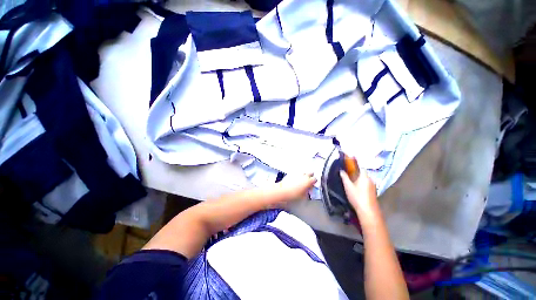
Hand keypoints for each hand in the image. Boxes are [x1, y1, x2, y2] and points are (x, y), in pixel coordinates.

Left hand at [271, 173, 316, 206]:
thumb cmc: (293, 195)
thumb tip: (308, 192)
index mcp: (308, 181)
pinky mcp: (291, 173)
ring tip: (301, 181)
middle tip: (308, 182)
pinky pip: (296, 173)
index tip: (313, 185)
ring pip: (303, 172)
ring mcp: (297, 173)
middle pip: (310, 173)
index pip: (315, 179)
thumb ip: (308, 192)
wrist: (282, 192)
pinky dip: (297, 176)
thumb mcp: (304, 197)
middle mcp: (303, 176)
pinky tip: (295, 180)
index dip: (314, 182)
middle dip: (310, 176)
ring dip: (303, 176)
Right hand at [339, 169, 379, 221]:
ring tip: (351, 183)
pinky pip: (366, 185)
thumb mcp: (348, 186)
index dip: (355, 166)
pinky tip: (357, 189)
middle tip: (348, 176)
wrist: (368, 211)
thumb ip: (344, 177)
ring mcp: (373, 186)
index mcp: (365, 176)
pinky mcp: (373, 192)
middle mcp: (371, 180)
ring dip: (359, 180)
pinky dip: (362, 185)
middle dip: (356, 173)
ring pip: (365, 180)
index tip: (349, 166)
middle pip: (363, 174)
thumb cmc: (357, 196)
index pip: (361, 168)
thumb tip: (341, 171)